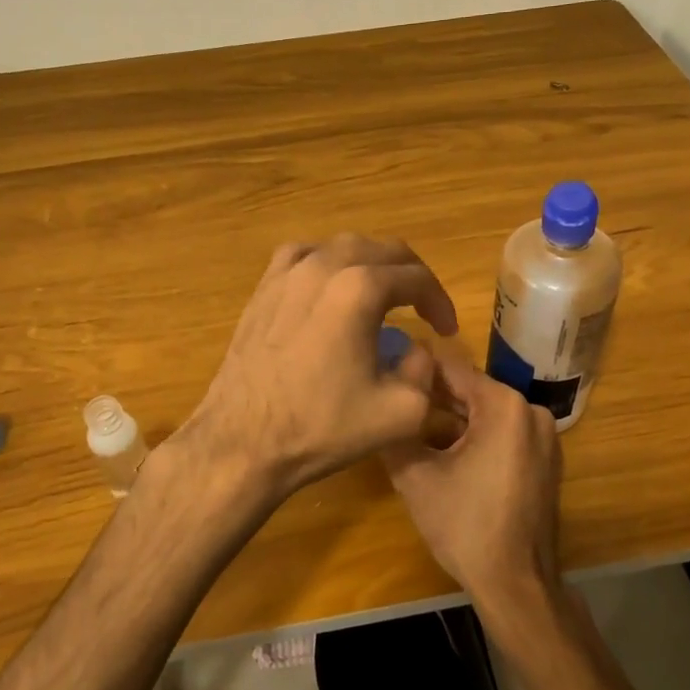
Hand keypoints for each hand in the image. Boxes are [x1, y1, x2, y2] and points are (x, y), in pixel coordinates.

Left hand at [182, 234, 458, 506]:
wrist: (243, 442)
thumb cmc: (322, 427)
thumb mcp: (401, 412)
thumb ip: (426, 371)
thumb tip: (417, 349)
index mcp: (360, 289)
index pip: (417, 279)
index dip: (440, 302)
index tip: (447, 330)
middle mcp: (323, 266)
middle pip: (382, 251)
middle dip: (411, 277)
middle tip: (423, 310)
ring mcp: (287, 273)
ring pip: (342, 247)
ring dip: (372, 265)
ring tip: (383, 294)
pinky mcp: (263, 288)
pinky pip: (303, 256)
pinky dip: (328, 263)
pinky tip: (330, 287)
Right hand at [382, 350, 564, 616]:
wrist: (515, 583)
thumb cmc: (464, 525)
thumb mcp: (415, 476)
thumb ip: (396, 431)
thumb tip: (383, 404)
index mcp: (504, 406)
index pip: (452, 369)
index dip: (416, 369)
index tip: (387, 373)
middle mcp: (531, 411)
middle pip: (471, 390)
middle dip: (433, 397)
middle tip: (395, 402)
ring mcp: (544, 437)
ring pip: (486, 413)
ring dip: (452, 418)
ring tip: (412, 426)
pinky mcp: (546, 460)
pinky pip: (504, 433)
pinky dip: (475, 436)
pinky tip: (444, 451)